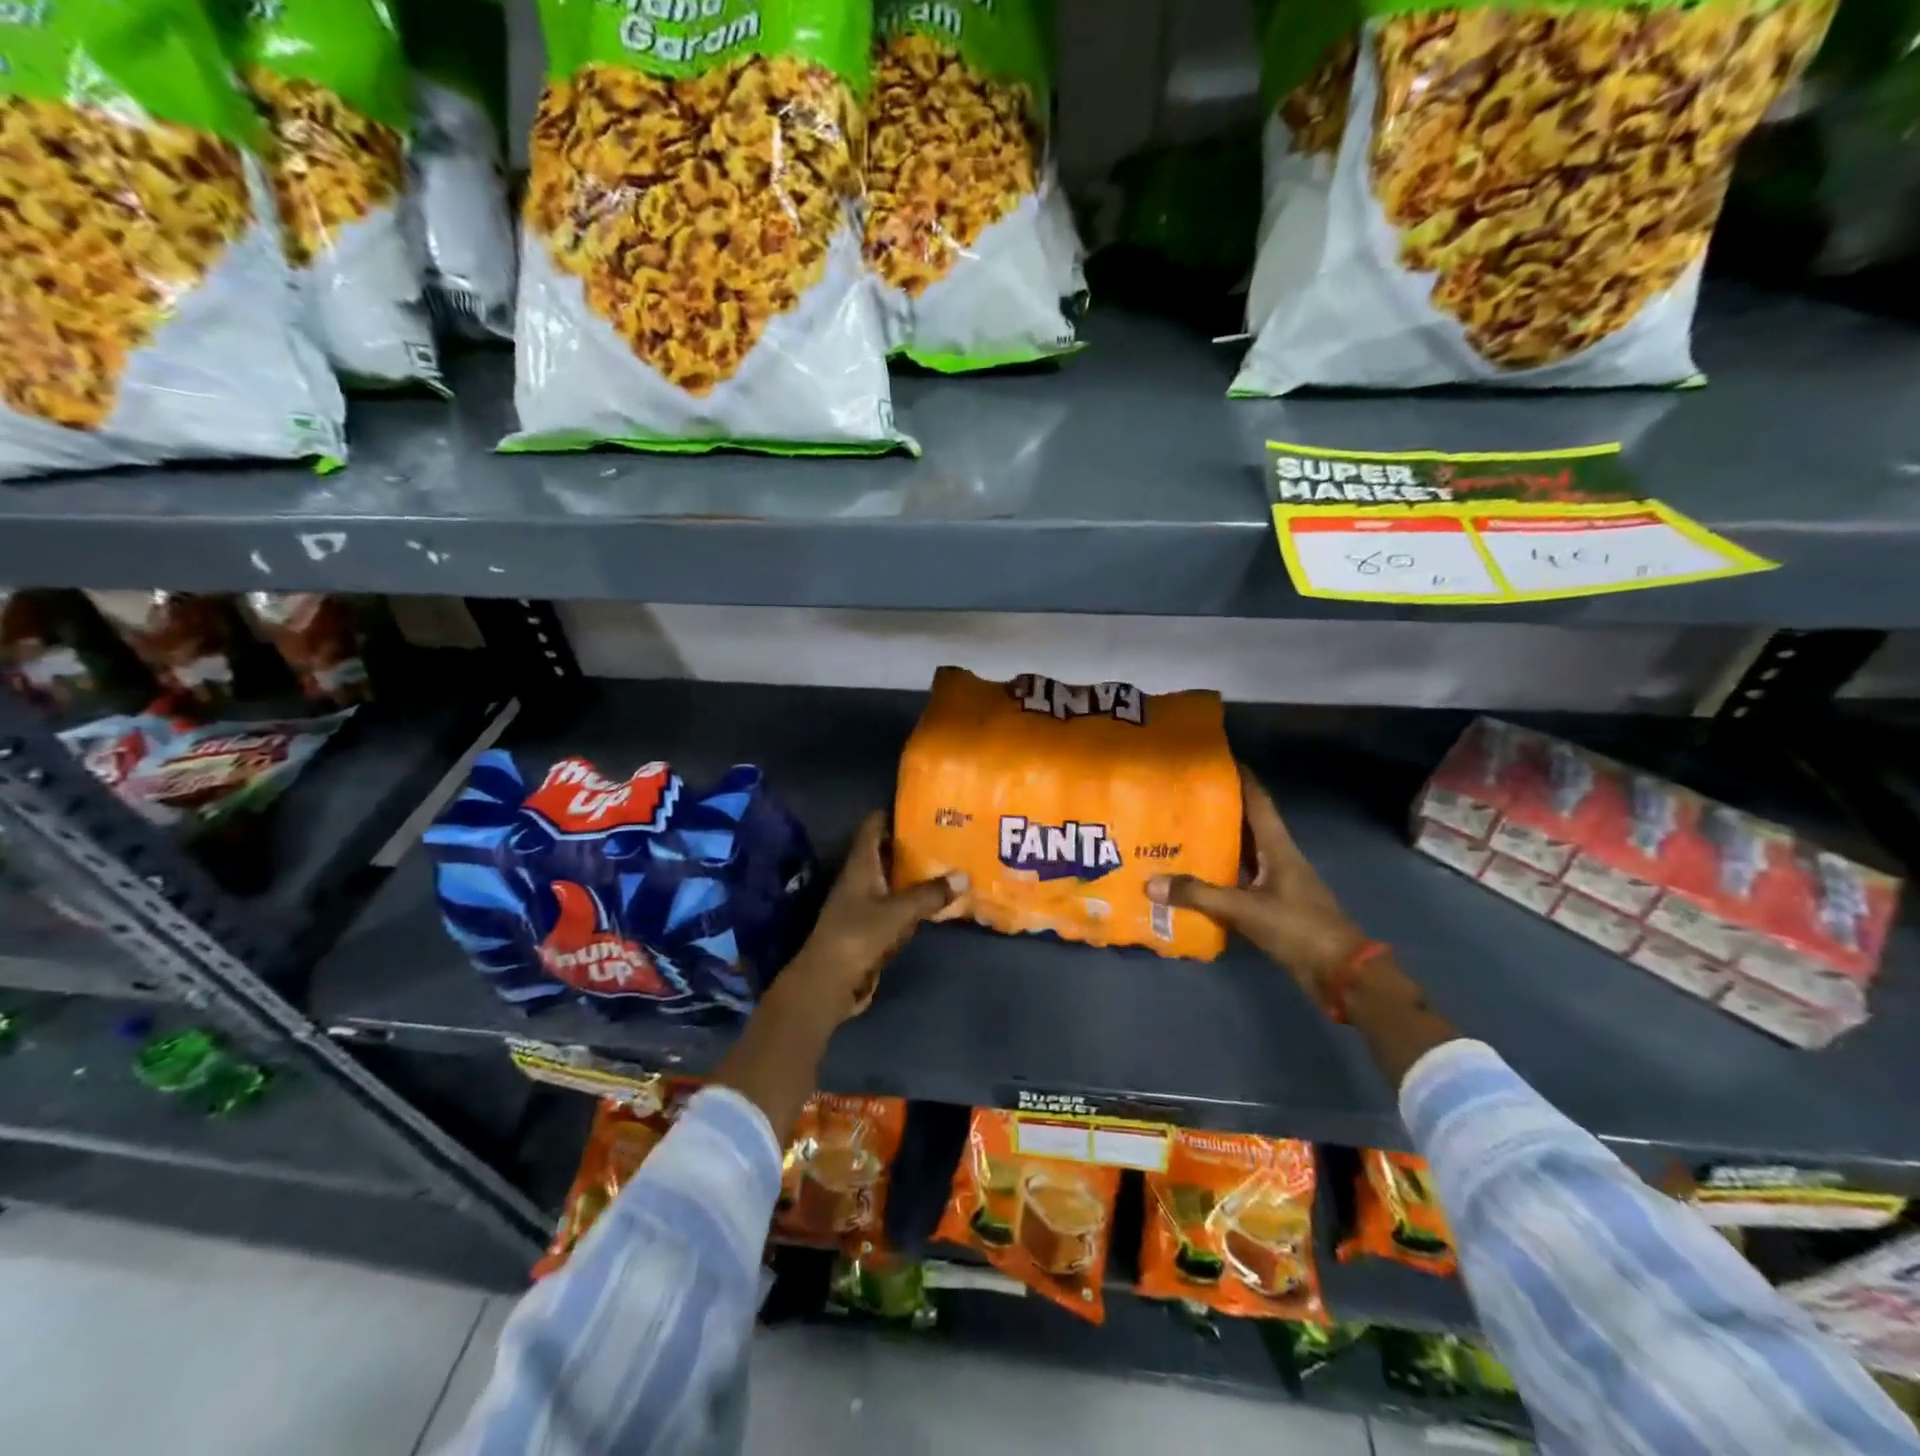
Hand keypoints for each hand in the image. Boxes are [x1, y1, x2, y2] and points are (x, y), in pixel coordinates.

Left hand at [781, 810, 965, 1022]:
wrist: (828, 982)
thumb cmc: (858, 935)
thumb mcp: (899, 911)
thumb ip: (930, 893)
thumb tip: (964, 876)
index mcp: (860, 864)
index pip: (873, 826)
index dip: (894, 813)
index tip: (924, 806)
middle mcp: (860, 878)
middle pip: (885, 851)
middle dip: (912, 843)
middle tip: (946, 834)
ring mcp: (863, 904)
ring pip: (892, 880)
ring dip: (915, 874)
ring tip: (948, 863)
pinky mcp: (869, 928)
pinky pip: (895, 906)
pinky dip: (913, 901)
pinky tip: (936, 901)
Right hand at [1146, 766, 1368, 1007]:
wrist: (1340, 972)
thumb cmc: (1298, 927)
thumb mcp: (1245, 909)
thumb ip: (1198, 895)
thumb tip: (1150, 883)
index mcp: (1278, 847)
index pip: (1258, 801)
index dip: (1240, 778)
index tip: (1216, 760)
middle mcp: (1277, 858)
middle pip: (1246, 824)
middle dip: (1218, 809)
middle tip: (1182, 797)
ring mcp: (1277, 883)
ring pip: (1242, 854)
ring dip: (1217, 843)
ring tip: (1179, 832)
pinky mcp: (1272, 906)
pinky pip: (1239, 881)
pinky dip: (1218, 875)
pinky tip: (1193, 877)